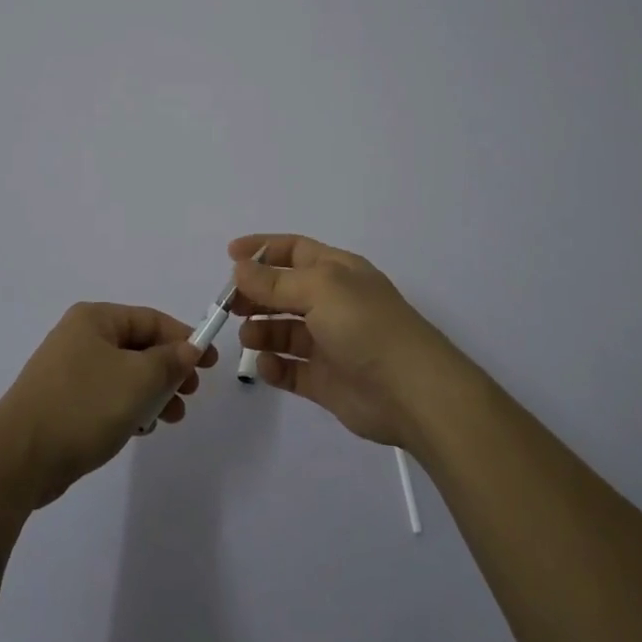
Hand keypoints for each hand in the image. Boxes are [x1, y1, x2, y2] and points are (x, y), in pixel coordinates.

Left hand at [0, 303, 216, 507]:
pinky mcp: (63, 401)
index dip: (183, 338)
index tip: (210, 363)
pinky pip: (107, 395)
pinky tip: (142, 429)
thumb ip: (169, 361)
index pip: (150, 319)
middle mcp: (80, 336)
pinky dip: (129, 406)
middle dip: (168, 369)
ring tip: (172, 417)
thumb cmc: (83, 406)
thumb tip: (189, 348)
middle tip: (191, 393)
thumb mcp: (137, 380)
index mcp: (95, 318)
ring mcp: (69, 370)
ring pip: (124, 373)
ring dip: (152, 392)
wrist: (20, 457)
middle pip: (138, 346)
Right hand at [230, 233, 464, 448]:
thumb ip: (276, 281)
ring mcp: (329, 343)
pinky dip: (274, 367)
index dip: (262, 249)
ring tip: (247, 338)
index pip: (294, 250)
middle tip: (229, 306)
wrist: (411, 392)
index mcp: (337, 272)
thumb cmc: (366, 325)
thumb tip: (240, 268)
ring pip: (283, 331)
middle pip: (283, 291)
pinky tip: (265, 366)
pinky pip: (290, 369)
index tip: (229, 255)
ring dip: (261, 331)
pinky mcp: (326, 380)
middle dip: (255, 294)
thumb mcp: (320, 289)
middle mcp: (332, 303)